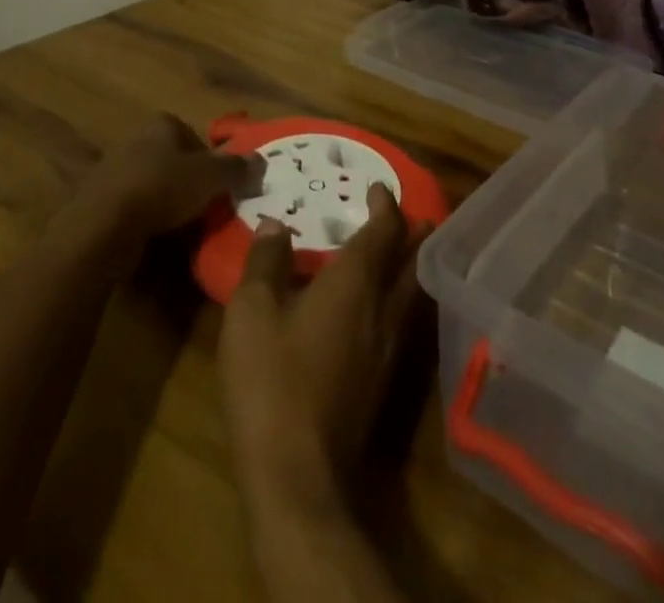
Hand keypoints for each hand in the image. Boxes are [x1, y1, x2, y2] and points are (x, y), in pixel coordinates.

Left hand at [78, 112, 257, 239]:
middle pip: (172, 161)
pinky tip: (156, 240)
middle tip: (206, 207)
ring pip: (151, 186)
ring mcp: (111, 173)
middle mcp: (134, 141)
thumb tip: (262, 161)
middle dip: (188, 181)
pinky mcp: (96, 205)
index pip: (192, 135)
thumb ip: (236, 168)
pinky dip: (145, 222)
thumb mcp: (210, 177)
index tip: (219, 184)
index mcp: (160, 124)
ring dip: (166, 203)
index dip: (209, 159)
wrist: (101, 229)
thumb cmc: (161, 188)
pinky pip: (132, 210)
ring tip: (184, 228)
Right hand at [218, 185, 426, 510]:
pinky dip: (400, 298)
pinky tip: (380, 311)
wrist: (298, 477)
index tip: (378, 187)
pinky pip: (403, 321)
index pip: (384, 231)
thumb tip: (274, 224)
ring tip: (400, 253)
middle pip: (411, 260)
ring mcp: (390, 349)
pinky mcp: (384, 383)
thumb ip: (265, 262)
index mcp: (356, 282)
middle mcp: (384, 308)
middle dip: (411, 232)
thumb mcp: (251, 312)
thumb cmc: (272, 381)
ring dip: (410, 265)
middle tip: (407, 215)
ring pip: (412, 293)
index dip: (385, 205)